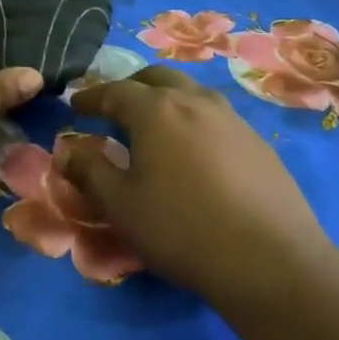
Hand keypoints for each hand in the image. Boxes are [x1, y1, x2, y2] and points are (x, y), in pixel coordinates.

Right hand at [65, 67, 330, 304]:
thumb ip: (89, 171)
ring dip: (166, 99)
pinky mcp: (258, 142)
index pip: (114, 91)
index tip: (75, 104)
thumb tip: (67, 151)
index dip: (91, 97)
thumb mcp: (121, 206)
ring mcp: (232, 119)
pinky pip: (216, 116)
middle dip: (130, 87)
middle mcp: (195, 101)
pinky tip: (195, 151)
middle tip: (114, 108)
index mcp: (156, 110)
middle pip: (156, 78)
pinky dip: (194, 120)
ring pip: (191, 92)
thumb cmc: (181, 229)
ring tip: (155, 125)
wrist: (271, 261)